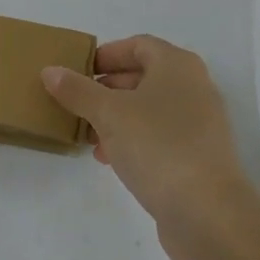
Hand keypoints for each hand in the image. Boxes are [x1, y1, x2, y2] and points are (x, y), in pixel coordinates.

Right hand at [42, 35, 252, 252]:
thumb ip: (77, 90)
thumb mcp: (108, 113)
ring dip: (116, 118)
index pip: (138, 45)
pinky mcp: (198, 157)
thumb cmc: (158, 146)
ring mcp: (200, 124)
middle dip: (106, 89)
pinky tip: (109, 159)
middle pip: (142, 77)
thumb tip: (50, 71)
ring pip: (149, 109)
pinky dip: (133, 140)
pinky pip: (159, 137)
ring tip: (87, 135)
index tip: (77, 72)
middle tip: (76, 103)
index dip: (106, 55)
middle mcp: (194, 88)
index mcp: (177, 66)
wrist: (209, 214)